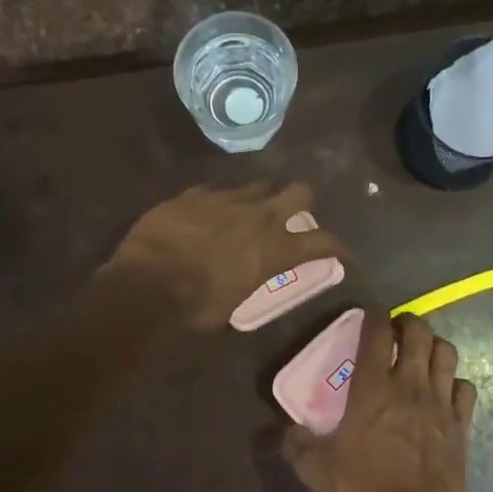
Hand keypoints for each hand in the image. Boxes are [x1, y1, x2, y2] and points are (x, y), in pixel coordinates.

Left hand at [106, 181, 343, 329]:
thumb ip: (251, 280)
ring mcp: (226, 199)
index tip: (343, 254)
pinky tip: (208, 212)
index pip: (323, 242)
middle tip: (294, 214)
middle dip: (302, 201)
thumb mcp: (235, 303)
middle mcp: (259, 216)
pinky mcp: (194, 194)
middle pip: (299, 192)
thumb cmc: (197, 307)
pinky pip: (216, 190)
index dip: (338, 247)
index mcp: (275, 249)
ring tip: (249, 210)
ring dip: (259, 198)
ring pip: (257, 184)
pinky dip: (218, 202)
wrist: (148, 284)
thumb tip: (247, 276)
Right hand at [282, 309, 476, 491]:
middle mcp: (409, 386)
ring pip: (447, 354)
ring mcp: (440, 404)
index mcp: (372, 389)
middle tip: (397, 330)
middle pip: (419, 333)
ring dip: (434, 346)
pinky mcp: (461, 426)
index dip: (374, 314)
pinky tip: (445, 391)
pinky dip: (455, 381)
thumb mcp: (315, 470)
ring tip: (423, 354)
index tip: (370, 311)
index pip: (377, 333)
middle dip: (408, 323)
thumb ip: (297, 444)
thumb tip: (286, 431)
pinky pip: (465, 388)